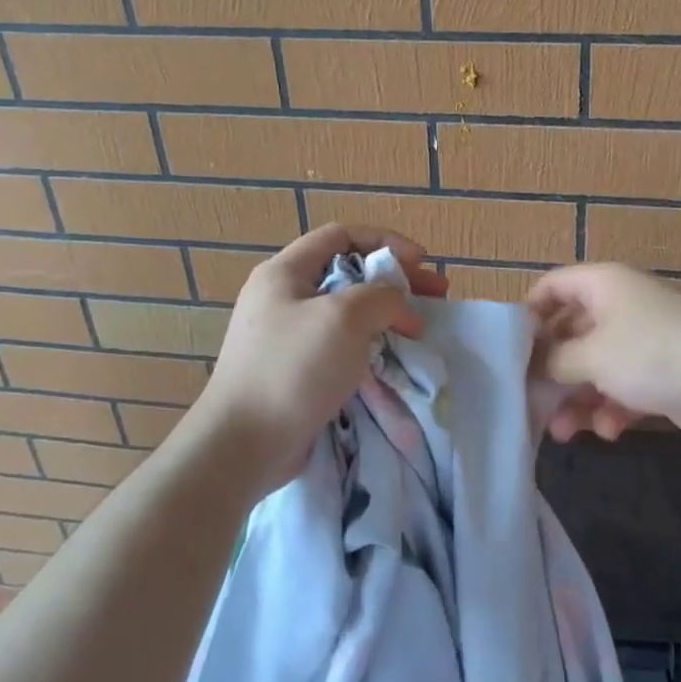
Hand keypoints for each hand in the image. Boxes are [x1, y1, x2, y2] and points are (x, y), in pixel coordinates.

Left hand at [188, 225, 448, 495]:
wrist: (244, 446)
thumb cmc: (293, 368)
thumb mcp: (344, 317)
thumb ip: (382, 297)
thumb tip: (401, 307)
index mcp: (285, 273)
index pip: (341, 235)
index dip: (385, 241)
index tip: (420, 262)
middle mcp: (284, 298)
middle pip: (349, 274)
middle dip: (396, 281)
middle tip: (436, 295)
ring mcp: (289, 338)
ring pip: (348, 314)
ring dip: (388, 316)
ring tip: (422, 329)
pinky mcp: (297, 372)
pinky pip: (341, 347)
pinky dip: (372, 347)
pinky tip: (396, 358)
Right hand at [527, 264, 680, 444]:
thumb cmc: (653, 355)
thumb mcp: (593, 355)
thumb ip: (554, 360)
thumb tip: (532, 365)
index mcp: (603, 285)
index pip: (553, 286)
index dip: (529, 313)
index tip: (511, 350)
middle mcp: (620, 306)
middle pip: (571, 333)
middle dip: (553, 371)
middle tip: (532, 401)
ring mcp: (642, 340)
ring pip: (595, 366)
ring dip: (578, 399)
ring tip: (564, 433)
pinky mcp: (659, 373)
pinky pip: (621, 387)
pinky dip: (611, 408)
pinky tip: (610, 431)